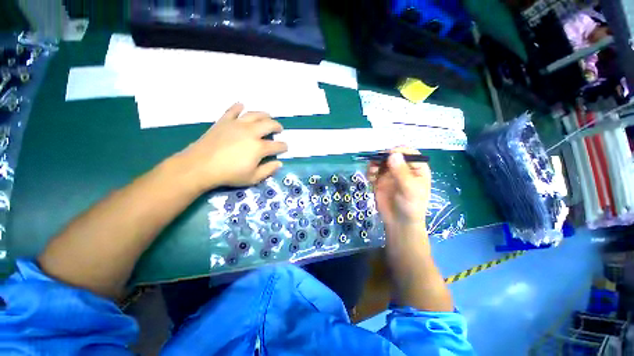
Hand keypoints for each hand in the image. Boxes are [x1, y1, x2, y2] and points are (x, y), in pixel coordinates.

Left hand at [178, 103, 287, 190]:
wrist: (200, 166)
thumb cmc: (229, 174)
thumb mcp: (253, 178)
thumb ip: (268, 170)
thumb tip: (279, 163)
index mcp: (259, 147)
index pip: (277, 145)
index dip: (283, 146)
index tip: (285, 147)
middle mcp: (251, 132)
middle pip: (269, 125)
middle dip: (277, 126)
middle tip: (279, 129)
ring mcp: (237, 124)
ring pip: (254, 114)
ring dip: (264, 114)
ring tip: (267, 116)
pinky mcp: (224, 122)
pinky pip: (232, 111)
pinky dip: (238, 107)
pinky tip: (241, 106)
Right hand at [367, 147, 430, 231]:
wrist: (399, 222)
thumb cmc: (411, 206)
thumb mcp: (410, 190)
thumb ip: (401, 172)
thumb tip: (393, 154)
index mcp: (416, 168)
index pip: (408, 153)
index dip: (398, 151)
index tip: (388, 155)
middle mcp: (403, 168)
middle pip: (392, 155)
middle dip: (383, 157)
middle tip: (375, 163)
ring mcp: (390, 174)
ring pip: (381, 162)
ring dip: (374, 163)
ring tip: (372, 171)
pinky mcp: (380, 180)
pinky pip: (373, 171)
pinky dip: (370, 171)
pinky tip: (370, 178)